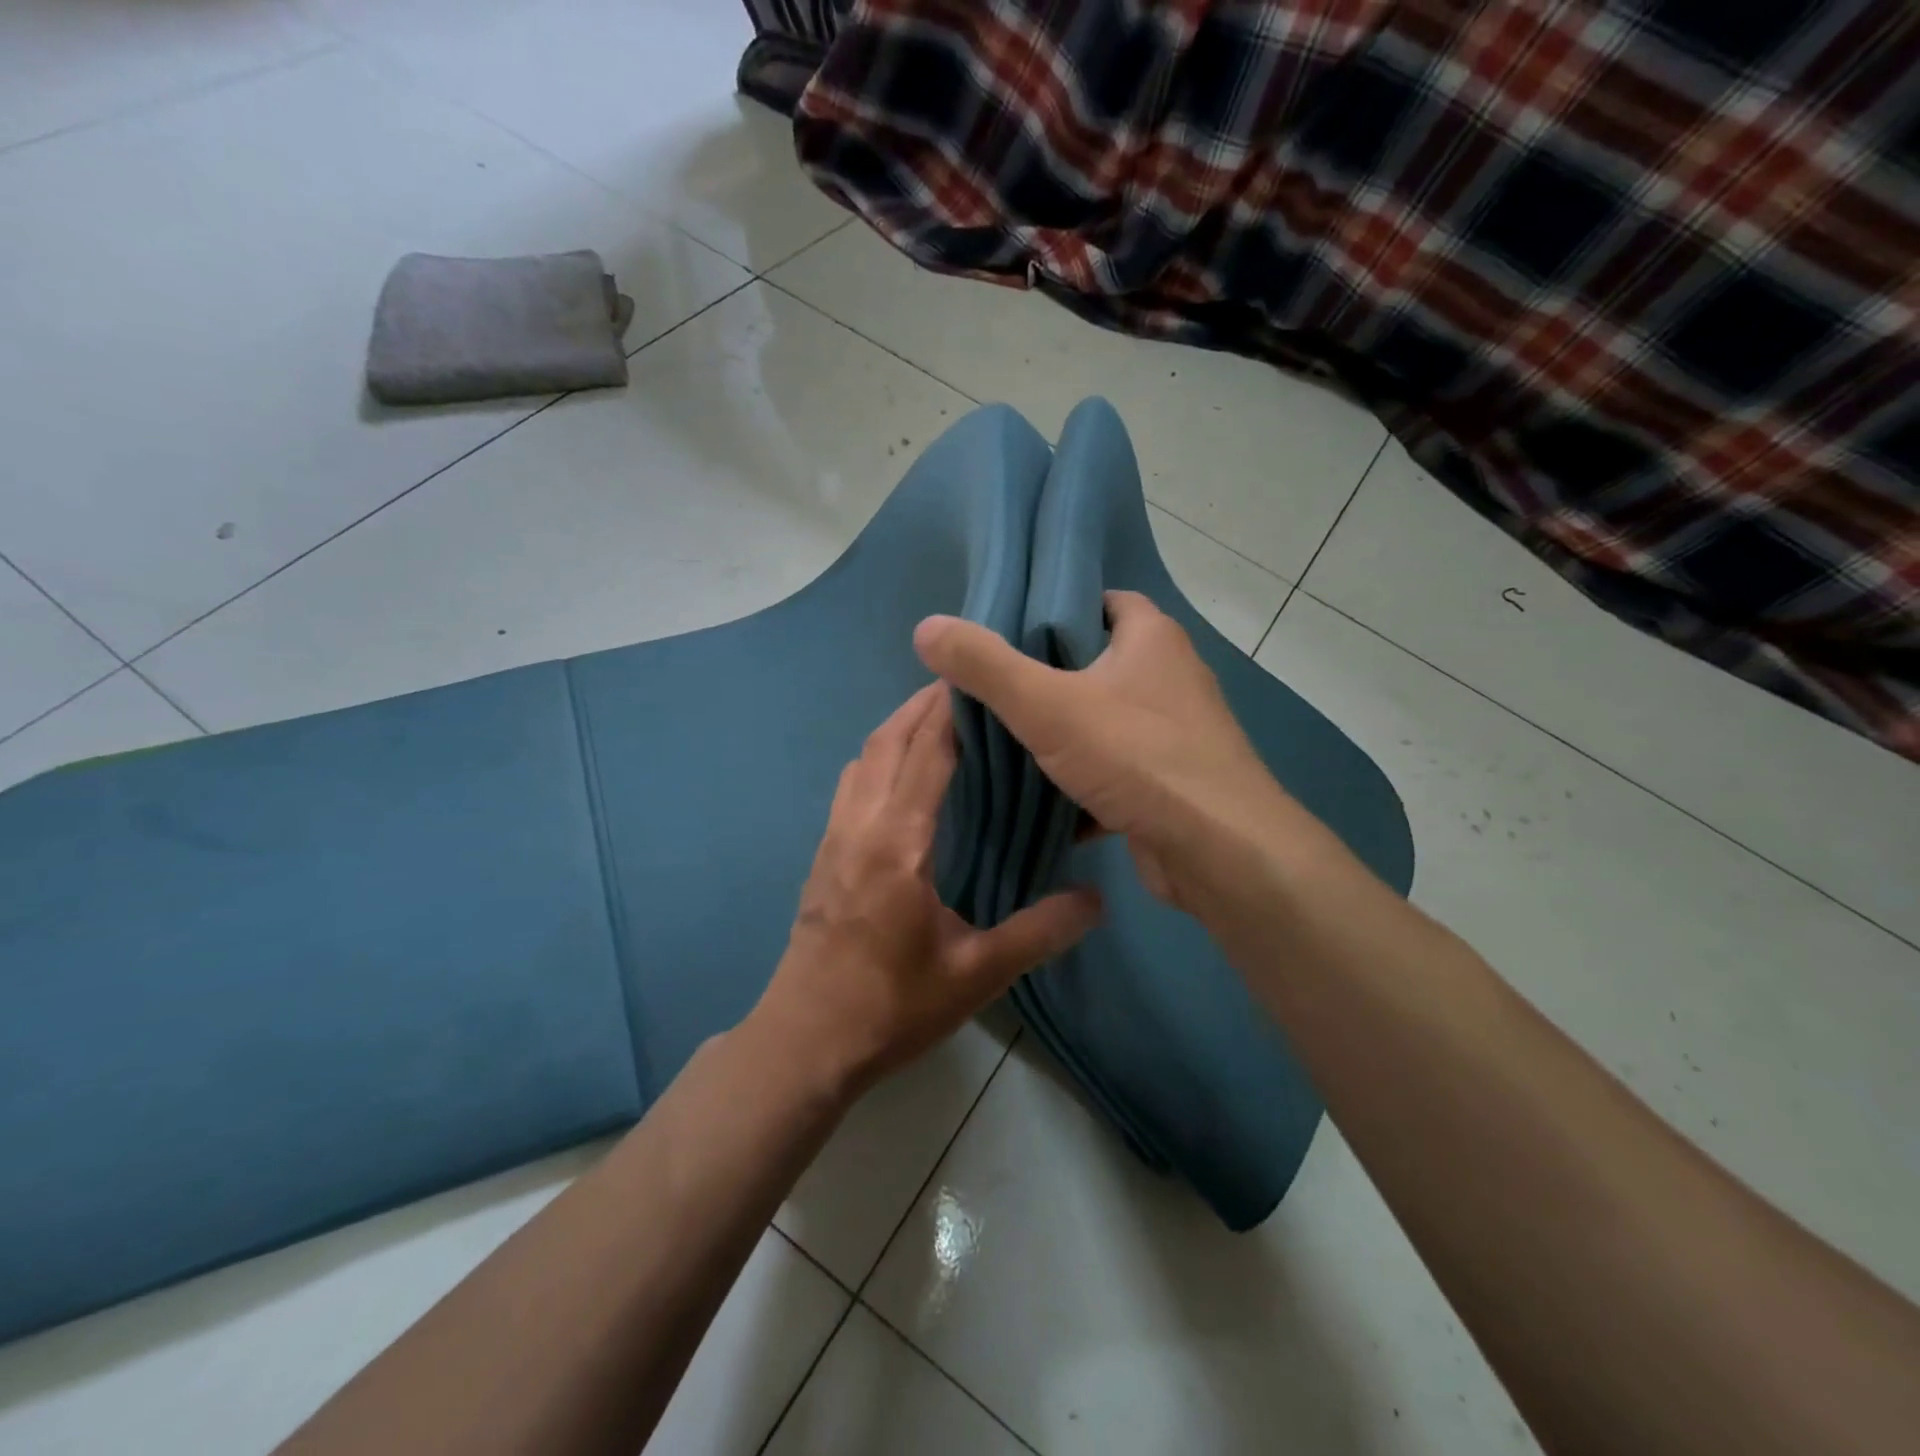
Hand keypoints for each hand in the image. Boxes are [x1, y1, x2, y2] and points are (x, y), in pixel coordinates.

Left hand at [753, 683, 1100, 1096]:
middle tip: (966, 684)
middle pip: (886, 740)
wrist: (805, 1042)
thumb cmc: (890, 1008)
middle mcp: (860, 826)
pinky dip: (878, 759)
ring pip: (863, 759)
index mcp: (897, 843)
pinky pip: (851, 786)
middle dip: (922, 705)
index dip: (953, 710)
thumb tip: (1096, 899)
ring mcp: (834, 839)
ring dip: (896, 729)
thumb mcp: (975, 975)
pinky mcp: (823, 857)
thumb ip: (1038, 933)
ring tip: (937, 720)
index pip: (927, 754)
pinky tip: (902, 778)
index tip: (982, 677)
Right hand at [914, 591, 1303, 915]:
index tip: (1004, 631)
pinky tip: (1037, 800)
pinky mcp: (1168, 784)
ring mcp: (1173, 734)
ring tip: (1000, 743)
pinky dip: (1079, 784)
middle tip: (987, 691)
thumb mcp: (1047, 705)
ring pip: (1101, 723)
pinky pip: (1112, 772)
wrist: (1218, 852)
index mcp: (1151, 638)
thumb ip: (985, 666)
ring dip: (1058, 737)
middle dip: (1043, 679)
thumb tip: (925, 627)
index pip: (1099, 602)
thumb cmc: (1137, 757)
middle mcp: (1168, 678)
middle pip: (1094, 665)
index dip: (1053, 609)